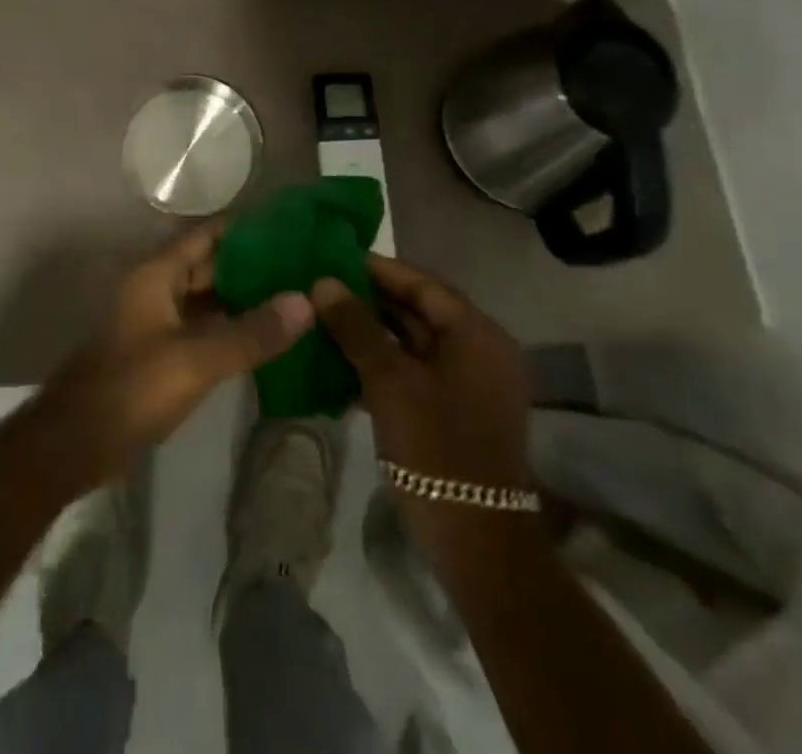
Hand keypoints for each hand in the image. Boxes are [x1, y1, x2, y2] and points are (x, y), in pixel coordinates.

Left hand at [24, 224, 314, 497]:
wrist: (74, 445)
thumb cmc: (131, 388)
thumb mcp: (196, 359)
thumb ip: (251, 332)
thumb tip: (306, 301)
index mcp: (157, 274)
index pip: (206, 235)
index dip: (245, 229)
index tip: (290, 228)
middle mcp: (156, 289)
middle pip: (209, 266)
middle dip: (252, 266)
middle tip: (303, 267)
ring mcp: (157, 322)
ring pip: (207, 300)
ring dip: (244, 299)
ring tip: (294, 298)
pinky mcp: (160, 354)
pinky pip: (202, 330)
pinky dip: (231, 329)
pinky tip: (266, 338)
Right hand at [311, 255, 532, 517]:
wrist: (477, 543)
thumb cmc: (436, 448)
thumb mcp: (389, 380)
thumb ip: (356, 326)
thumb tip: (322, 282)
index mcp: (476, 332)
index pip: (421, 283)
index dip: (377, 269)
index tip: (334, 257)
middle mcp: (479, 349)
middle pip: (418, 310)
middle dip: (370, 300)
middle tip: (322, 289)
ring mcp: (469, 383)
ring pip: (414, 342)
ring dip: (372, 332)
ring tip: (324, 320)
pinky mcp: (456, 411)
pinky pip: (415, 371)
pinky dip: (383, 364)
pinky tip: (342, 364)